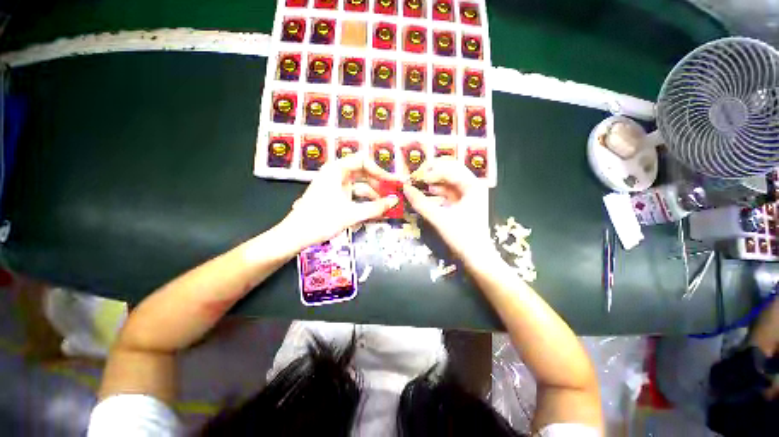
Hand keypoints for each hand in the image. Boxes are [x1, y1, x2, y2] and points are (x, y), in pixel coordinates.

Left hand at [280, 155, 402, 249]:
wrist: (295, 236)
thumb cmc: (321, 220)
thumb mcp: (351, 214)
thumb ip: (375, 207)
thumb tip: (395, 201)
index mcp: (336, 170)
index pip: (363, 161)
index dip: (379, 171)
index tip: (392, 182)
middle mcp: (336, 175)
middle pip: (363, 174)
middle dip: (379, 185)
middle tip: (393, 195)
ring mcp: (335, 187)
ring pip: (360, 187)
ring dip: (374, 196)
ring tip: (388, 207)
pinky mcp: (336, 198)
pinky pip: (354, 196)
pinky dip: (365, 203)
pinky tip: (375, 211)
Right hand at [403, 158, 492, 259]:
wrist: (477, 257)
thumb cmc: (462, 236)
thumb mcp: (439, 218)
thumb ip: (421, 202)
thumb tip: (405, 188)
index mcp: (472, 185)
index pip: (450, 169)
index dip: (431, 170)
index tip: (414, 176)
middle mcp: (472, 186)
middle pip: (450, 171)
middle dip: (432, 173)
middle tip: (416, 177)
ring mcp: (468, 195)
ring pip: (448, 182)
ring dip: (433, 182)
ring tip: (417, 184)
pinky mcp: (462, 203)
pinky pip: (447, 192)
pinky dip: (436, 192)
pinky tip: (426, 193)